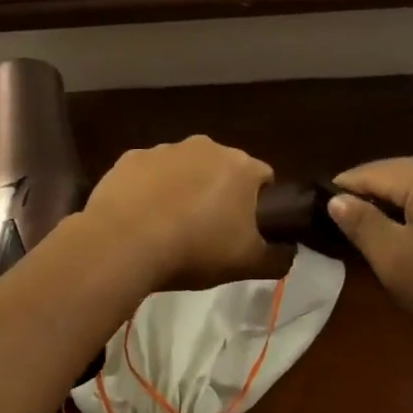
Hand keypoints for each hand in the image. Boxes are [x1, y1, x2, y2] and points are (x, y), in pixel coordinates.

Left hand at [82, 137, 274, 290]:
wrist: (124, 243)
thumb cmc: (195, 250)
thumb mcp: (248, 265)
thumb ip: (278, 257)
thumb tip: (288, 251)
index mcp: (241, 167)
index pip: (264, 178)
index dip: (259, 205)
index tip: (245, 230)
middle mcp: (206, 147)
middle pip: (222, 169)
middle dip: (219, 193)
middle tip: (207, 231)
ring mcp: (165, 149)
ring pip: (184, 168)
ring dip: (183, 188)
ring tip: (169, 227)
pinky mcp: (130, 158)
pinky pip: (148, 173)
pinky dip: (148, 189)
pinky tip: (140, 218)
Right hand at [329, 154, 412, 361]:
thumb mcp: (397, 260)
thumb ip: (361, 224)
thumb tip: (336, 200)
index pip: (368, 173)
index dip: (341, 196)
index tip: (321, 222)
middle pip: (397, 178)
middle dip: (375, 206)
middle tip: (357, 245)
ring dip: (403, 214)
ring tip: (391, 250)